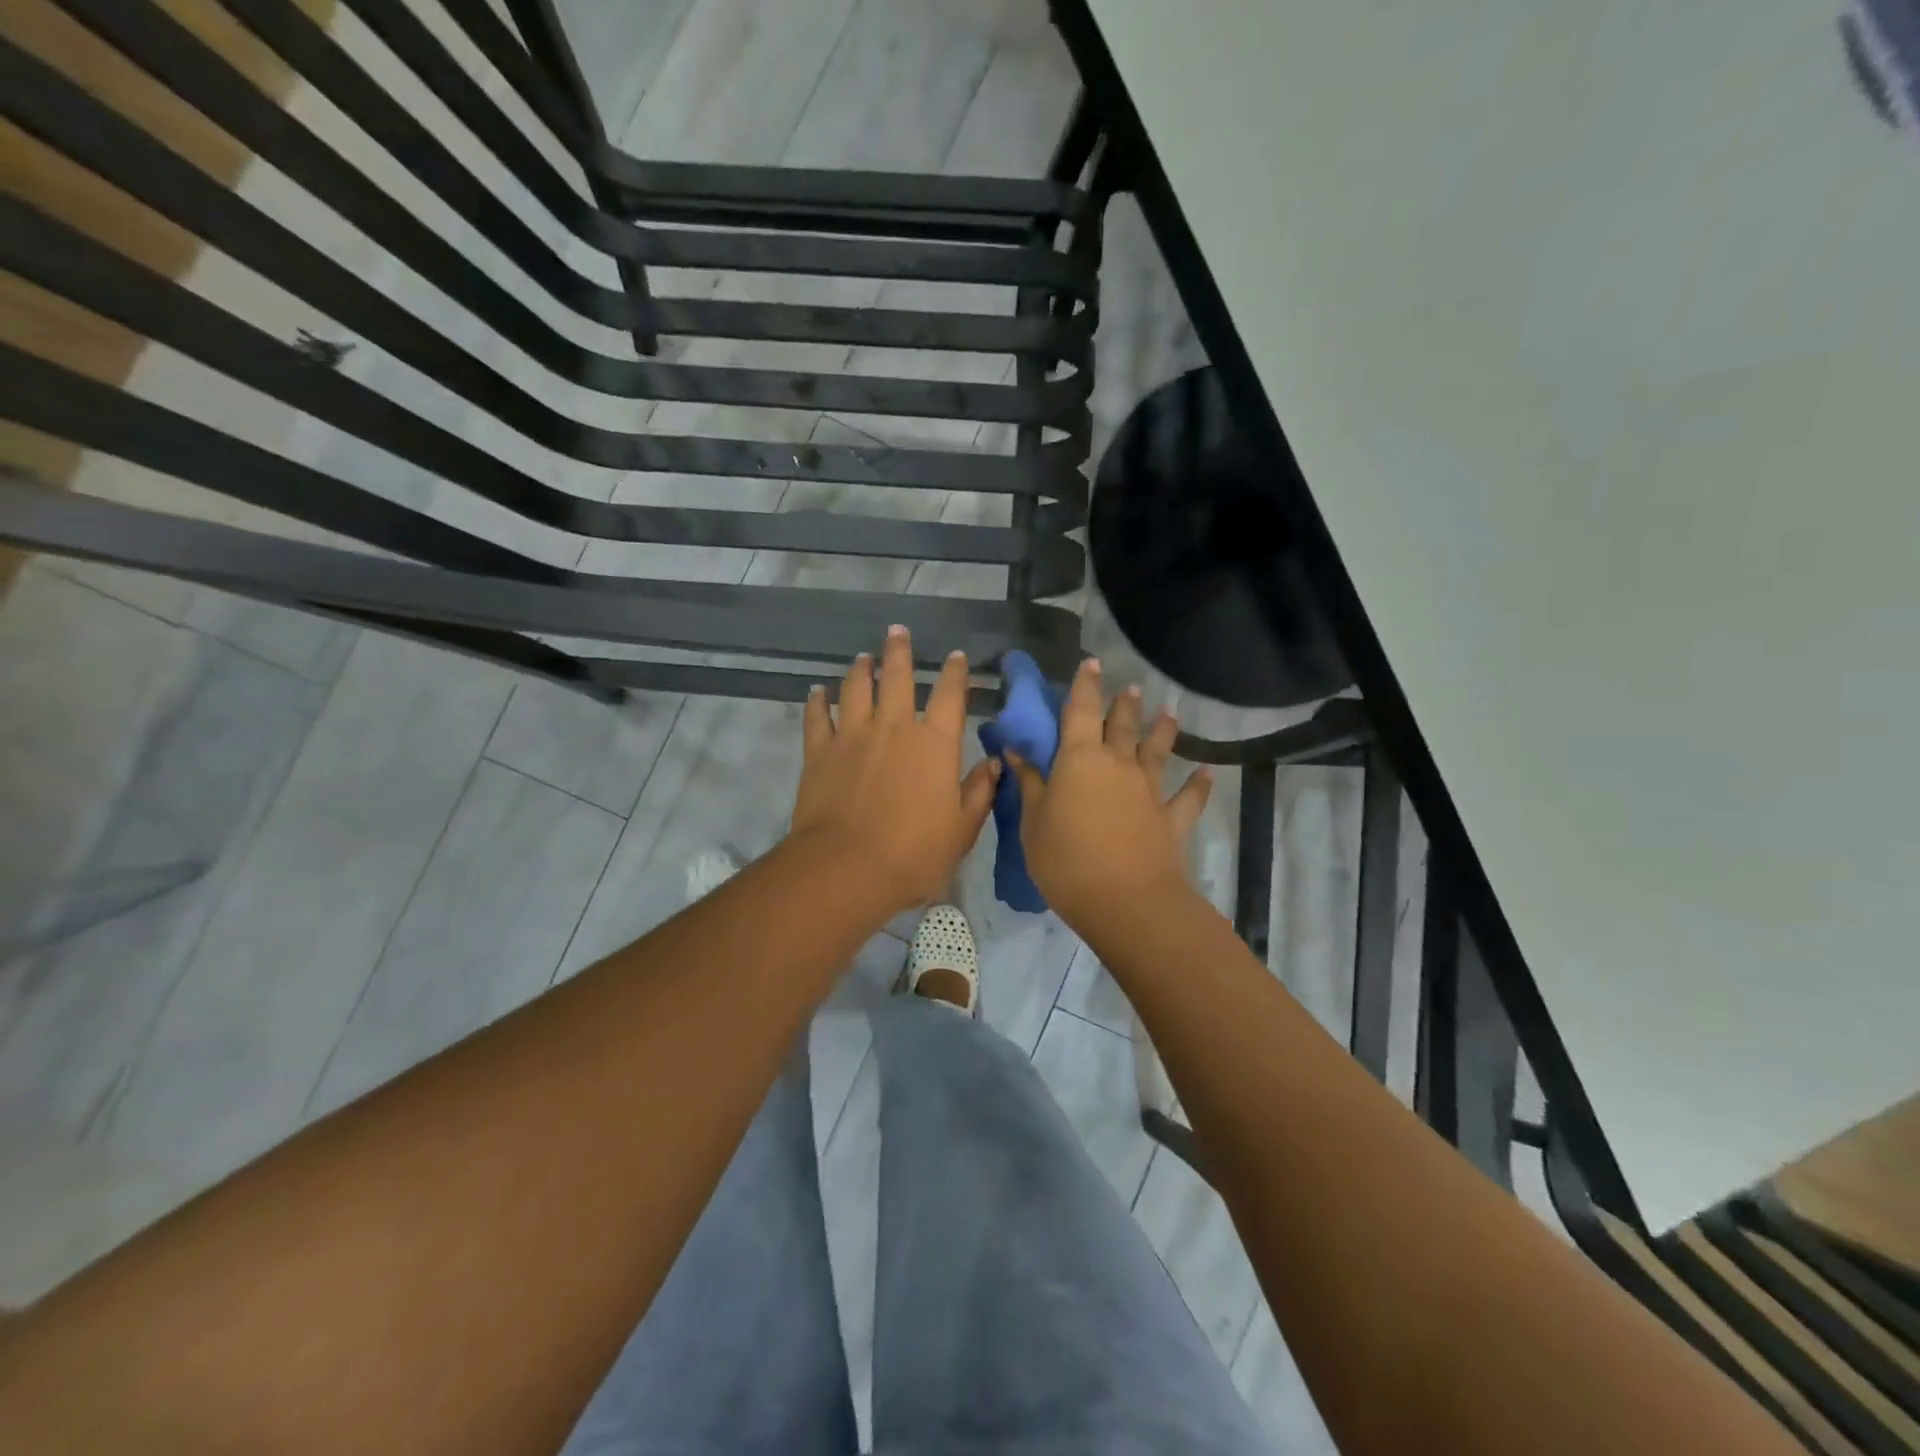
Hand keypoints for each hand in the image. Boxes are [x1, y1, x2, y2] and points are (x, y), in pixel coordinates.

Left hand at [791, 626, 999, 917]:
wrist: (847, 868)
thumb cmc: (914, 853)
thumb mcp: (962, 829)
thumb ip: (979, 792)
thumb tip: (993, 763)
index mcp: (934, 744)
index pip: (949, 696)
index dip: (954, 674)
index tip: (955, 657)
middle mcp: (894, 728)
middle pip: (896, 678)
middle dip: (899, 652)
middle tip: (897, 631)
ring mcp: (853, 736)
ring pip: (856, 689)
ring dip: (861, 669)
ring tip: (862, 657)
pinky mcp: (819, 752)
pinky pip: (817, 717)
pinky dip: (817, 701)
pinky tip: (817, 691)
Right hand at [1003, 659, 1211, 932]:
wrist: (1125, 900)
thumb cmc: (1066, 859)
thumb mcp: (1033, 823)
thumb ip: (1029, 784)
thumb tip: (1016, 752)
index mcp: (1079, 760)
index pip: (1079, 712)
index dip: (1084, 686)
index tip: (1090, 663)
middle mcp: (1117, 765)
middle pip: (1120, 726)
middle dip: (1122, 704)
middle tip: (1130, 687)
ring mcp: (1148, 790)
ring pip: (1156, 751)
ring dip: (1162, 730)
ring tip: (1169, 712)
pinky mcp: (1171, 819)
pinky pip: (1188, 797)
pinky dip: (1198, 784)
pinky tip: (1207, 772)